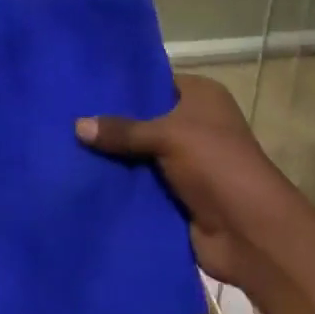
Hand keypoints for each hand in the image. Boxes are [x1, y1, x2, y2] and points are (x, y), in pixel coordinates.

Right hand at [76, 73, 298, 286]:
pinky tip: (83, 178)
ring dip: (113, 157)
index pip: (157, 81)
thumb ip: (123, 130)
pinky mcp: (178, 195)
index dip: (125, 84)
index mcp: (202, 97)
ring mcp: (187, 162)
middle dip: (112, 122)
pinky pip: (143, 184)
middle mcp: (196, 124)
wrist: (249, 232)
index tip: (86, 84)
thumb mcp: (167, 136)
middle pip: (146, 119)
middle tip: (67, 115)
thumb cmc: (215, 164)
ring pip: (141, 153)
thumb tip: (77, 125)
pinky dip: (121, 184)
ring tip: (65, 146)